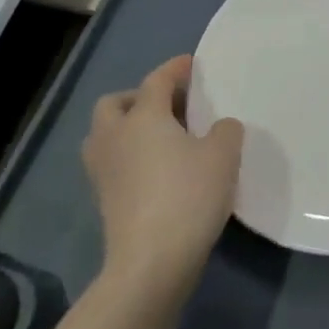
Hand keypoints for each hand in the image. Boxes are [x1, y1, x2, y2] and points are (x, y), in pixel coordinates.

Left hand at [82, 55, 243, 298]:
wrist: (150, 263)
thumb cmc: (188, 196)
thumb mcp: (223, 154)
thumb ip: (225, 130)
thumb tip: (218, 128)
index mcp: (143, 117)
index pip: (156, 80)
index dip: (175, 69)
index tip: (191, 64)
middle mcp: (115, 137)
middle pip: (114, 104)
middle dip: (137, 98)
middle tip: (168, 106)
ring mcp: (104, 172)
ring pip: (105, 135)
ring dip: (127, 128)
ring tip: (161, 138)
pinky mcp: (104, 201)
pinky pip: (112, 163)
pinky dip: (129, 156)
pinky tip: (157, 169)